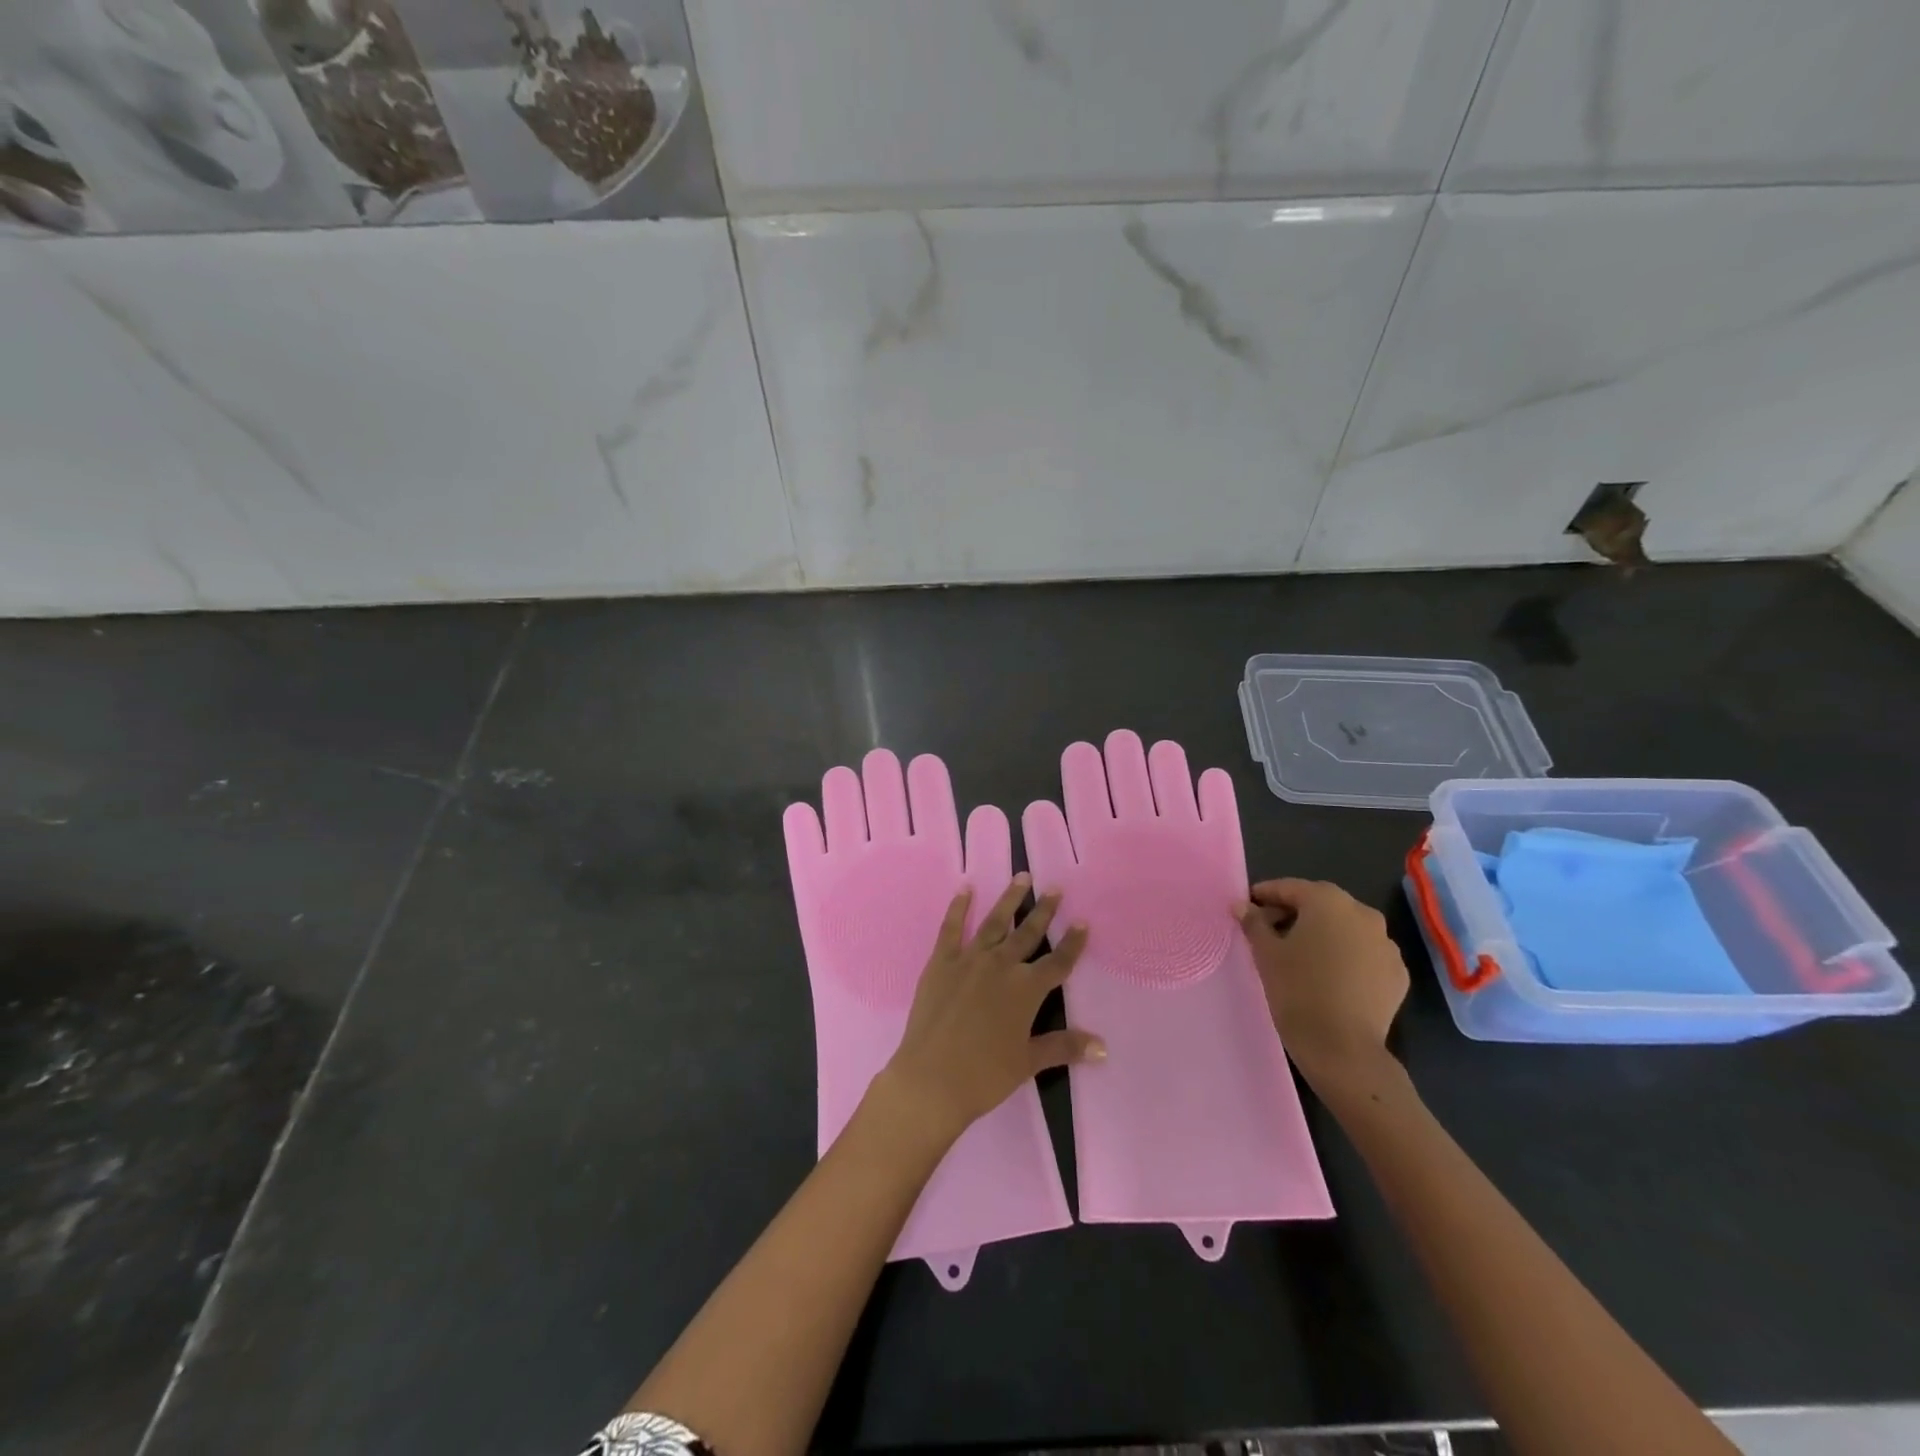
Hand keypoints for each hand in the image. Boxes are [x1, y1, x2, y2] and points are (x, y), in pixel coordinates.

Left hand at [877, 875, 1102, 1145]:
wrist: (932, 1078)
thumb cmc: (984, 1075)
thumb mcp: (1028, 1061)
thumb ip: (1064, 1047)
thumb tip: (1103, 1047)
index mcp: (1026, 989)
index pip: (1058, 962)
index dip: (1072, 944)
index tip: (1083, 922)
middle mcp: (1001, 965)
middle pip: (1028, 934)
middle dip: (1044, 911)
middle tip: (1055, 888)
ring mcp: (969, 959)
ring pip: (995, 922)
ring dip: (1010, 899)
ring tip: (1022, 877)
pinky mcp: (941, 962)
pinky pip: (951, 928)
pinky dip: (959, 907)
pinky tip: (965, 889)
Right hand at [1236, 878, 1406, 1086]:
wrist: (1343, 1048)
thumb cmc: (1297, 990)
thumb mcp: (1266, 953)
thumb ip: (1254, 923)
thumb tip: (1242, 906)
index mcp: (1328, 901)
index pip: (1290, 888)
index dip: (1265, 895)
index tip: (1247, 906)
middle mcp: (1362, 913)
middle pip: (1320, 904)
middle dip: (1294, 913)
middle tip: (1269, 931)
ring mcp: (1386, 944)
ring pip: (1345, 928)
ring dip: (1322, 934)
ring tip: (1300, 955)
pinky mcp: (1397, 973)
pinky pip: (1364, 954)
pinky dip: (1346, 956)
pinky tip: (1329, 975)